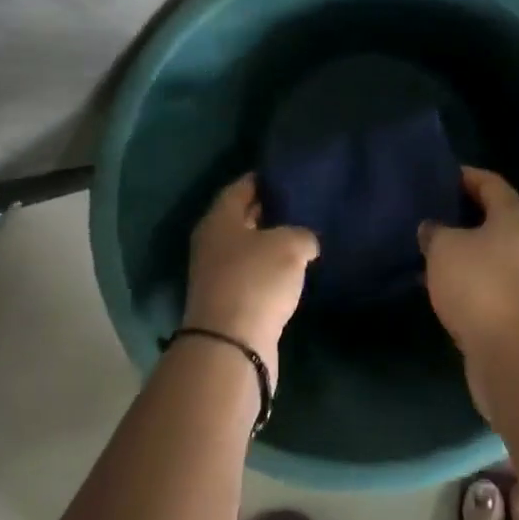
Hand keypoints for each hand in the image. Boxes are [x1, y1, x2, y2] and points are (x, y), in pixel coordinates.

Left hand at [183, 174, 316, 383]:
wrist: (232, 345)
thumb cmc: (256, 280)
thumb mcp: (290, 245)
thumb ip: (303, 235)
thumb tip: (306, 241)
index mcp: (219, 219)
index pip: (241, 187)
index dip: (264, 178)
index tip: (287, 174)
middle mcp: (212, 243)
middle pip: (242, 217)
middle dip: (269, 209)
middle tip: (301, 201)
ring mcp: (217, 275)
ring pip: (248, 248)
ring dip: (271, 242)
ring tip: (303, 234)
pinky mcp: (229, 302)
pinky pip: (253, 274)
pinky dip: (271, 269)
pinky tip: (294, 269)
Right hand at [419, 167, 518, 413]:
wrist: (511, 354)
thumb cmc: (478, 286)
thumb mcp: (444, 249)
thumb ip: (434, 231)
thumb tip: (433, 229)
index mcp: (515, 217)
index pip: (490, 183)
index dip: (465, 176)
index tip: (439, 176)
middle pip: (493, 215)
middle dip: (462, 212)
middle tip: (429, 210)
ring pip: (489, 249)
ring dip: (463, 246)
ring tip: (429, 246)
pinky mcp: (518, 305)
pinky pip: (488, 277)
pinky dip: (467, 274)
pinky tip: (440, 281)